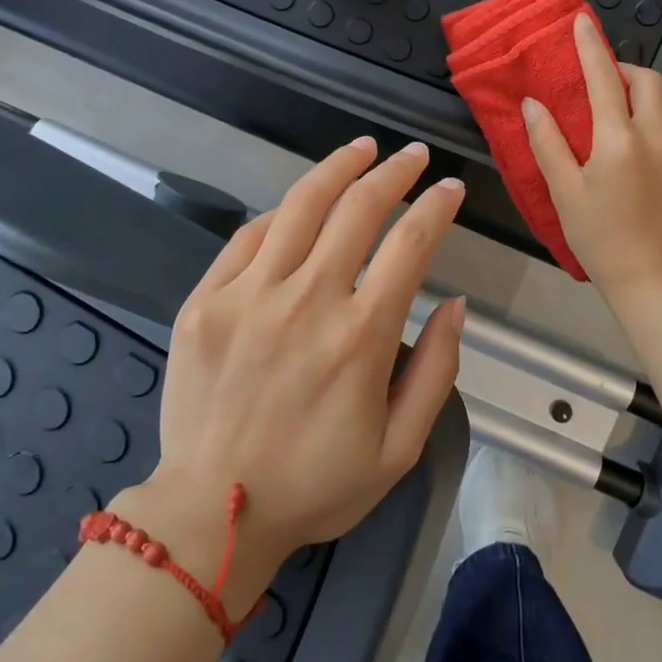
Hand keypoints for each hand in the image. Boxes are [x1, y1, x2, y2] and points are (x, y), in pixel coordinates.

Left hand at [125, 140, 465, 600]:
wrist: (210, 512)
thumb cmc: (315, 485)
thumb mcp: (399, 449)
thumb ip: (436, 370)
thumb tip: (455, 304)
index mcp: (360, 336)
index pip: (410, 244)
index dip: (436, 206)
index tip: (449, 188)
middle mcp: (307, 300)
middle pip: (359, 208)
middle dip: (395, 172)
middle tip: (412, 157)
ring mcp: (249, 294)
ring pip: (301, 205)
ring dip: (338, 168)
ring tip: (362, 149)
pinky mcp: (206, 300)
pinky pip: (249, 235)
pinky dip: (281, 212)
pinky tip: (298, 204)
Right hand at [523, 14, 661, 306]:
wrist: (654, 280)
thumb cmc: (599, 238)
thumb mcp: (563, 192)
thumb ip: (547, 143)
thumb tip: (533, 104)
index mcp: (618, 140)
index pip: (603, 78)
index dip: (590, 47)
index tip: (581, 21)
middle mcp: (655, 136)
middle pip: (646, 80)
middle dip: (622, 67)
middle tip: (598, 79)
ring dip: (641, 90)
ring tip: (617, 106)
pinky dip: (653, 115)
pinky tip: (636, 140)